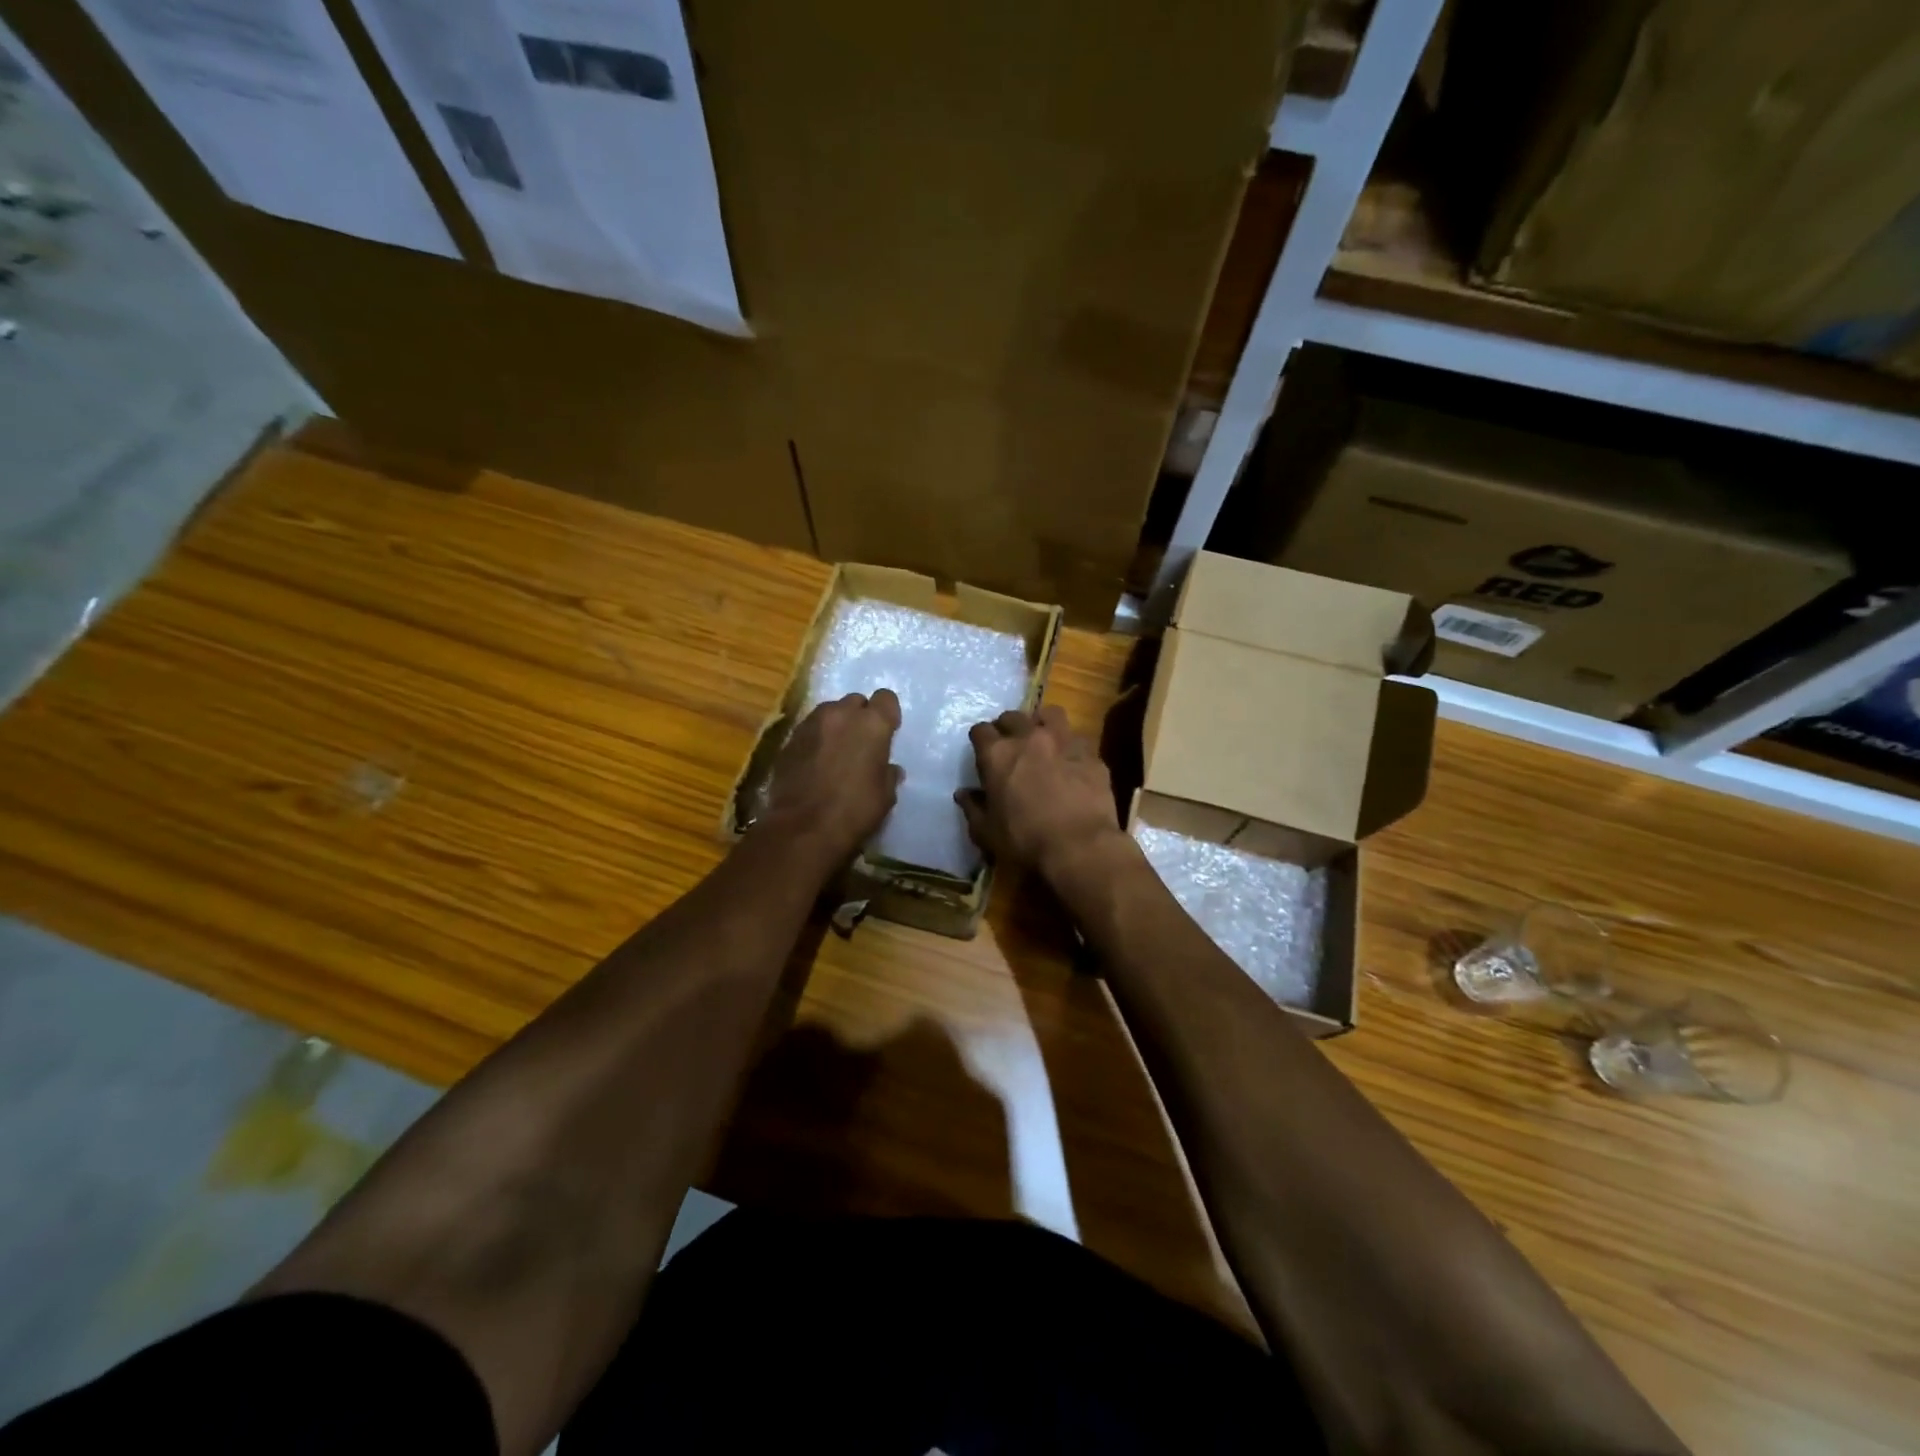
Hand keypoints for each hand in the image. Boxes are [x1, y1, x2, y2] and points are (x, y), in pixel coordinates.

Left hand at [762, 689, 902, 865]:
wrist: (802, 827)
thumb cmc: (854, 811)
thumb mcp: (885, 796)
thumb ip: (888, 774)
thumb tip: (889, 769)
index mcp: (872, 724)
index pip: (886, 698)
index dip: (888, 714)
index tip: (888, 731)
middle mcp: (841, 714)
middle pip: (855, 701)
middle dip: (860, 716)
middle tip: (861, 742)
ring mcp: (811, 724)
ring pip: (829, 712)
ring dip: (836, 725)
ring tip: (836, 751)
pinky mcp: (789, 739)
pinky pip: (809, 730)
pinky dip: (816, 739)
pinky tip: (815, 762)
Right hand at [957, 705, 1123, 881]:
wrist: (1079, 846)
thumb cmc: (1025, 841)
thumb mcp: (987, 832)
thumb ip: (973, 808)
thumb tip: (963, 794)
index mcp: (997, 755)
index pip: (980, 731)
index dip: (980, 740)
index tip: (983, 752)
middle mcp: (1029, 738)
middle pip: (1013, 717)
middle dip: (1008, 727)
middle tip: (1011, 745)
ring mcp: (1064, 741)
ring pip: (1050, 715)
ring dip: (1042, 723)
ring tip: (1043, 738)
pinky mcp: (1091, 754)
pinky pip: (1078, 740)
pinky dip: (1071, 747)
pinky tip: (1071, 763)